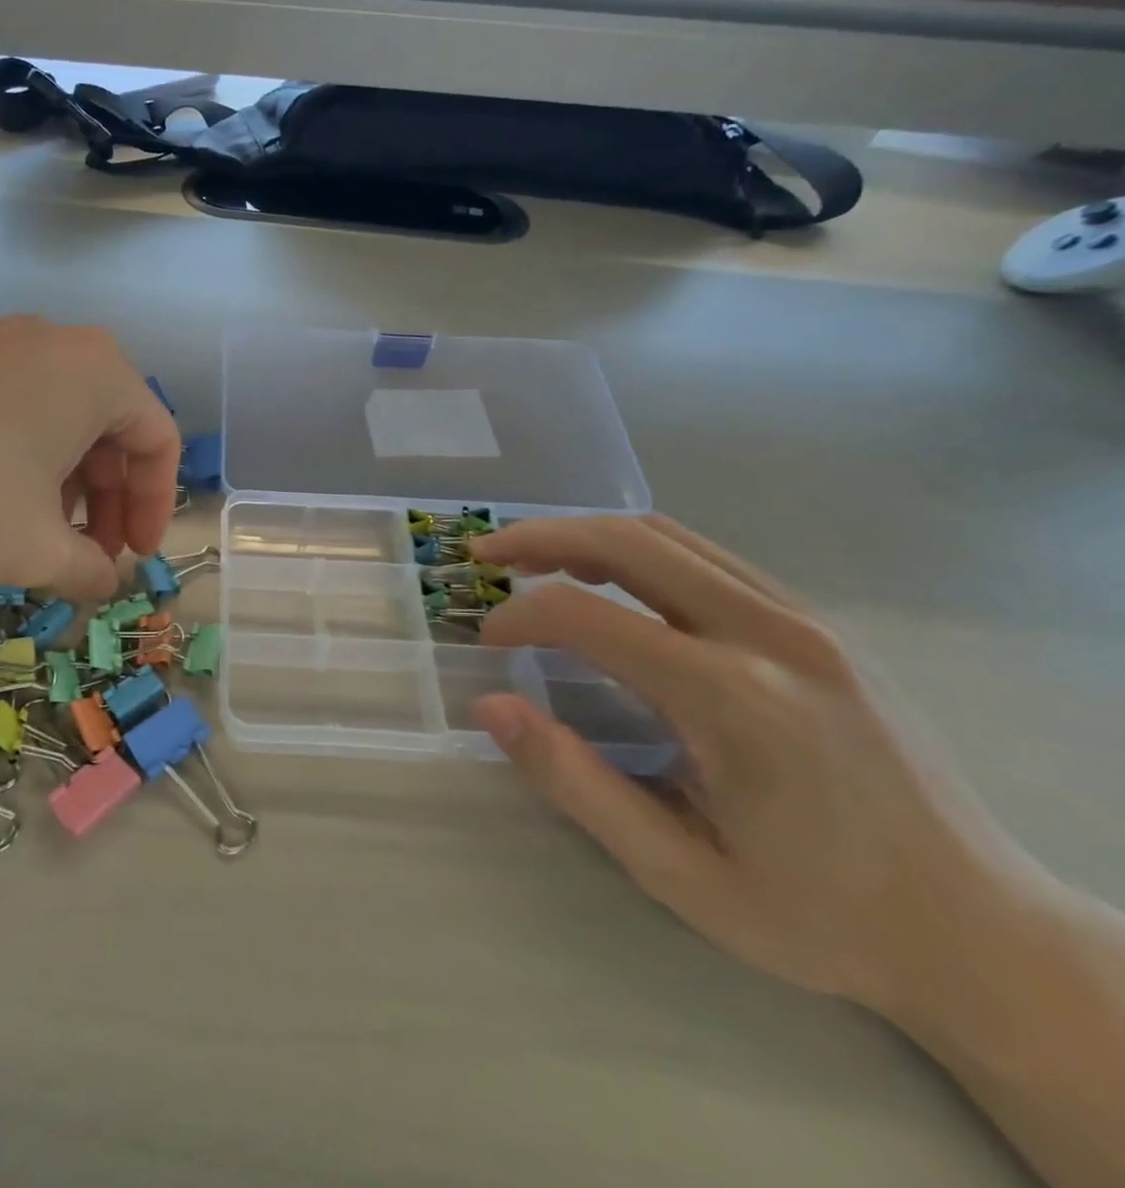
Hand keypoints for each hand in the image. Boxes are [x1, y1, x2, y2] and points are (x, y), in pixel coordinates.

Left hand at [0, 318, 179, 599]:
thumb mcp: (33, 547)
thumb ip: (88, 569)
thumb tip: (106, 584)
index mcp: (97, 373)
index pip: (158, 441)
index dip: (156, 507)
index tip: (134, 558)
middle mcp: (53, 342)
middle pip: (107, 427)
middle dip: (107, 499)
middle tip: (90, 554)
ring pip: (54, 417)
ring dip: (63, 482)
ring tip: (38, 535)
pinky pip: (6, 406)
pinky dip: (17, 456)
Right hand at [467, 514, 1015, 1014]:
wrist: (983, 935)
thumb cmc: (819, 915)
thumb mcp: (678, 873)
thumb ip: (575, 782)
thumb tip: (490, 707)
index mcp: (733, 699)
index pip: (589, 616)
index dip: (519, 616)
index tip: (486, 640)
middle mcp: (772, 636)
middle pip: (629, 543)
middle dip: (541, 538)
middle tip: (486, 556)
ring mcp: (805, 621)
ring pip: (670, 537)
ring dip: (588, 534)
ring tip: (533, 557)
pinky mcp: (820, 626)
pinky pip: (709, 558)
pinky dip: (639, 551)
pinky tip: (609, 578)